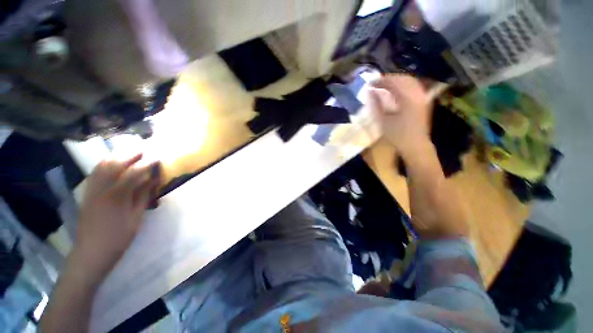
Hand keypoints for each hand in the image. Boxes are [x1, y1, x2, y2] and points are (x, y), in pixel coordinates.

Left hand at [73, 153, 160, 284]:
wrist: (91, 252)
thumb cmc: (118, 238)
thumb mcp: (136, 218)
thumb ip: (143, 196)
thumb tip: (152, 180)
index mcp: (116, 197)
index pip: (132, 173)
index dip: (146, 163)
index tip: (157, 157)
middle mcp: (101, 190)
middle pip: (114, 164)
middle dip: (130, 153)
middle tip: (144, 148)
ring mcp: (91, 190)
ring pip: (102, 165)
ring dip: (117, 155)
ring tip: (130, 151)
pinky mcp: (87, 193)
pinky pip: (95, 173)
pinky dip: (105, 163)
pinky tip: (112, 161)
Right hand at [370, 74, 432, 156]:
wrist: (415, 145)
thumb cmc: (397, 135)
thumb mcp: (383, 121)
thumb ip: (376, 104)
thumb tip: (369, 92)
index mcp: (407, 98)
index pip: (393, 83)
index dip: (380, 81)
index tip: (369, 83)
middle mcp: (417, 94)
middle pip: (403, 78)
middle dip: (389, 79)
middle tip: (376, 83)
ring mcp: (423, 97)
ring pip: (410, 81)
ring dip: (397, 81)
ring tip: (385, 85)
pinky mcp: (424, 101)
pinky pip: (414, 86)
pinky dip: (404, 85)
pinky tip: (397, 90)